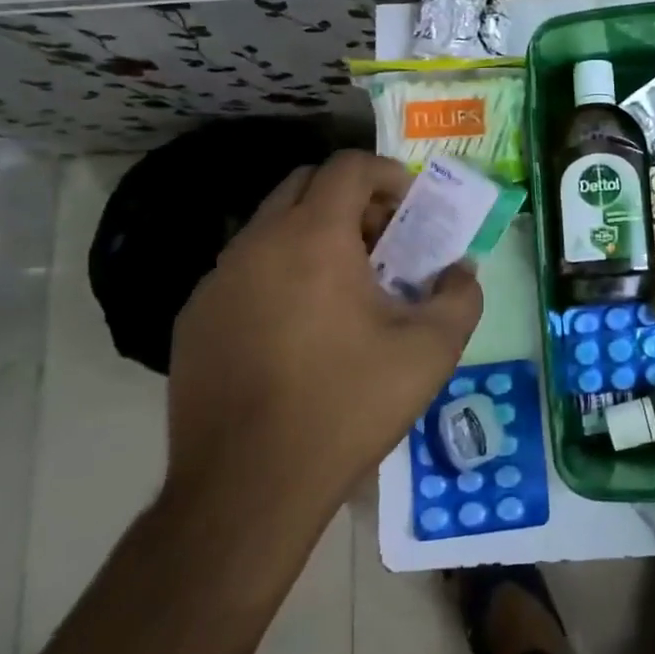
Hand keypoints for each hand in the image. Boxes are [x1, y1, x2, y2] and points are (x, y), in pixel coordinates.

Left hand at [163, 150, 482, 532]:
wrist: (249, 487)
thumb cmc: (348, 405)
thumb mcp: (431, 351)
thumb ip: (460, 296)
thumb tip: (460, 272)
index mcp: (313, 238)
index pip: (348, 166)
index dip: (388, 174)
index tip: (412, 209)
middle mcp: (257, 244)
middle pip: (305, 185)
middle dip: (351, 199)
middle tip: (384, 243)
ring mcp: (216, 281)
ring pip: (271, 227)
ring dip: (314, 235)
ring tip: (346, 287)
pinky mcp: (194, 319)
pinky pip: (245, 270)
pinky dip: (280, 271)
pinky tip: (300, 328)